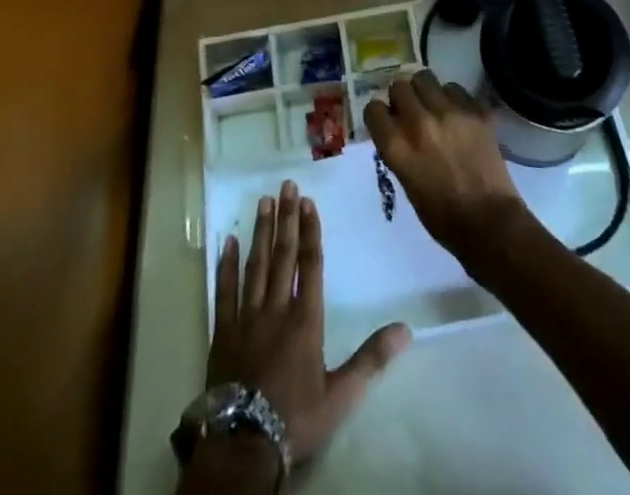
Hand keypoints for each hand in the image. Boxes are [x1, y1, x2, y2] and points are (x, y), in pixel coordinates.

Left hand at [207, 180, 410, 466]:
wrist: (244, 445)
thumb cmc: (296, 418)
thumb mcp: (341, 395)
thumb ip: (372, 359)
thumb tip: (406, 329)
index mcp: (305, 320)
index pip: (310, 264)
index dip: (309, 231)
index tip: (308, 202)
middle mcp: (276, 308)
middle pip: (282, 255)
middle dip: (286, 218)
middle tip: (286, 185)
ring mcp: (246, 317)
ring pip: (255, 265)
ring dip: (261, 232)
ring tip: (264, 201)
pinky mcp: (223, 331)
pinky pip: (224, 291)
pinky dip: (227, 265)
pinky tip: (228, 241)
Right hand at [363, 71, 535, 267]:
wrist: (489, 222)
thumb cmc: (442, 216)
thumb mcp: (407, 182)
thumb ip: (399, 150)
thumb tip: (397, 129)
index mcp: (397, 146)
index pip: (373, 109)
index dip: (379, 114)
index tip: (386, 121)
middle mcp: (418, 122)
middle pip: (399, 86)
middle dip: (401, 97)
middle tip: (410, 111)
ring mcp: (448, 113)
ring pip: (425, 78)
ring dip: (425, 91)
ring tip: (434, 106)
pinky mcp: (474, 110)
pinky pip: (454, 88)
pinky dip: (452, 97)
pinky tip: (457, 114)